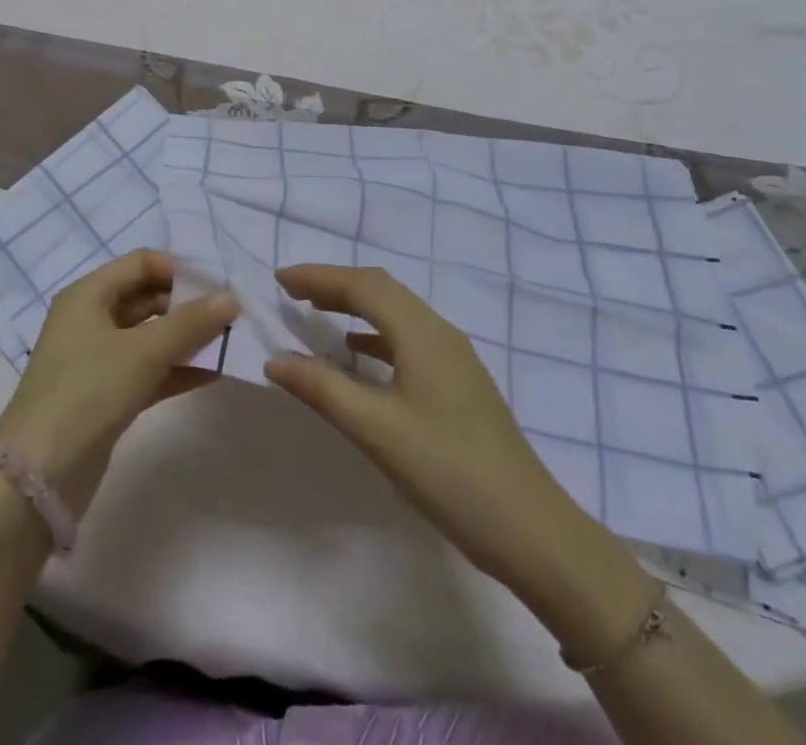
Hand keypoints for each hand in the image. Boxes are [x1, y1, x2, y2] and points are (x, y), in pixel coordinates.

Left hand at [0, 249, 236, 516]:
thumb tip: (232, 298)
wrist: (39, 476)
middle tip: (231, 314)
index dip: (179, 268)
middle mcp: (91, 319)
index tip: (219, 282)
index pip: (141, 263)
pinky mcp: (107, 396)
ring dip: (187, 338)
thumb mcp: (142, 351)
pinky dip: (177, 369)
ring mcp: (98, 359)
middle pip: (147, 297)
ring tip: (230, 341)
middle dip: (188, 304)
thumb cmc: (87, 391)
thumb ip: (190, 323)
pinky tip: (214, 373)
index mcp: (89, 295)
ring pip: (150, 336)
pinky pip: (149, 371)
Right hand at [263, 264, 574, 582]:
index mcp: (422, 333)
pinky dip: (376, 336)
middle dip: (335, 285)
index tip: (279, 279)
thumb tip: (275, 359)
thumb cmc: (448, 472)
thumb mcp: (376, 430)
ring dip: (356, 307)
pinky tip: (359, 355)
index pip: (363, 285)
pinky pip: (408, 339)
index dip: (319, 277)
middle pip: (382, 290)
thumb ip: (323, 389)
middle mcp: (440, 332)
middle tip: (293, 292)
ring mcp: (454, 357)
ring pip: (396, 313)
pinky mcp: (459, 382)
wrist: (530, 528)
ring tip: (317, 315)